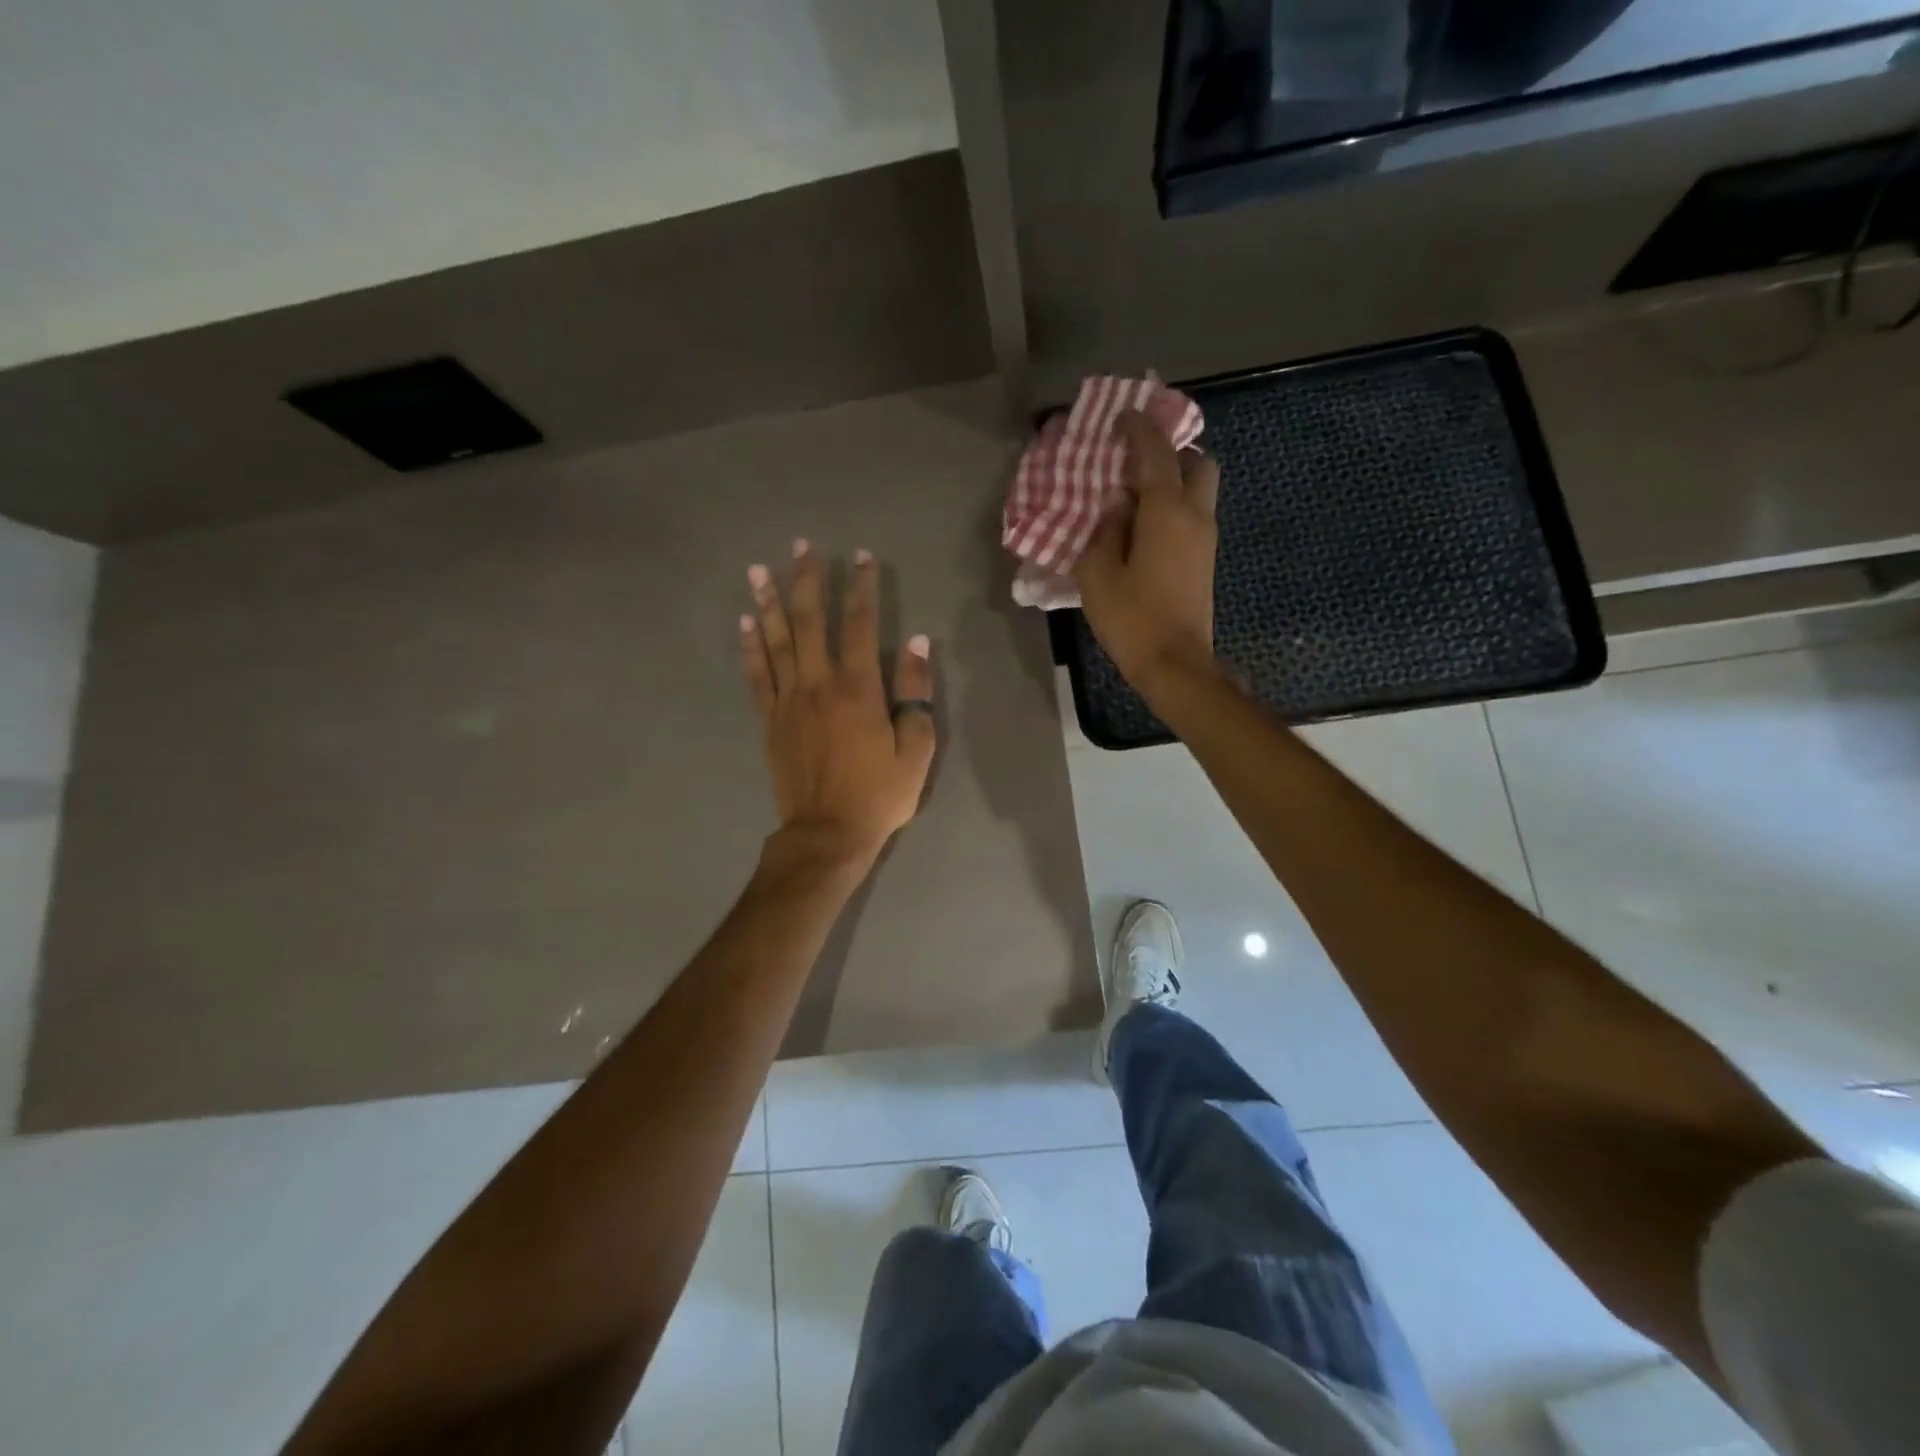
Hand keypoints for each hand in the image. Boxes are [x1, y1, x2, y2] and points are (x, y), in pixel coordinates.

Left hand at [741, 540, 935, 871]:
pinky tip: (745, 621)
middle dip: (808, 580)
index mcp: (858, 689)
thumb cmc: (879, 794)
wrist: (827, 833)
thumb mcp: (916, 750)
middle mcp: (818, 684)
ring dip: (769, 602)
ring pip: (776, 641)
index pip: (860, 625)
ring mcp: (788, 701)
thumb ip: (915, 694)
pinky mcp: (770, 720)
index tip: (861, 557)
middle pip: (810, 621)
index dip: (861, 587)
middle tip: (803, 546)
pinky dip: (749, 646)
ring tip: (760, 568)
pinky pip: (757, 675)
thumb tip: (917, 644)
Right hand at [1074, 410, 1221, 704]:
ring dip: (1175, 480)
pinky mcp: (1205, 560)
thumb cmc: (1132, 618)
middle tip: (1137, 462)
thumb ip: (1103, 530)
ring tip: (1136, 495)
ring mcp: (1205, 539)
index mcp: (1167, 511)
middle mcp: (1195, 515)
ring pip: (1200, 490)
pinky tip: (1144, 526)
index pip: (1156, 453)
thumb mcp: (1098, 573)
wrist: (1175, 663)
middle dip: (1172, 452)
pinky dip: (1174, 506)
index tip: (1122, 417)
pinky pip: (1193, 516)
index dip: (1139, 429)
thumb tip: (1115, 505)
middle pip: (1197, 463)